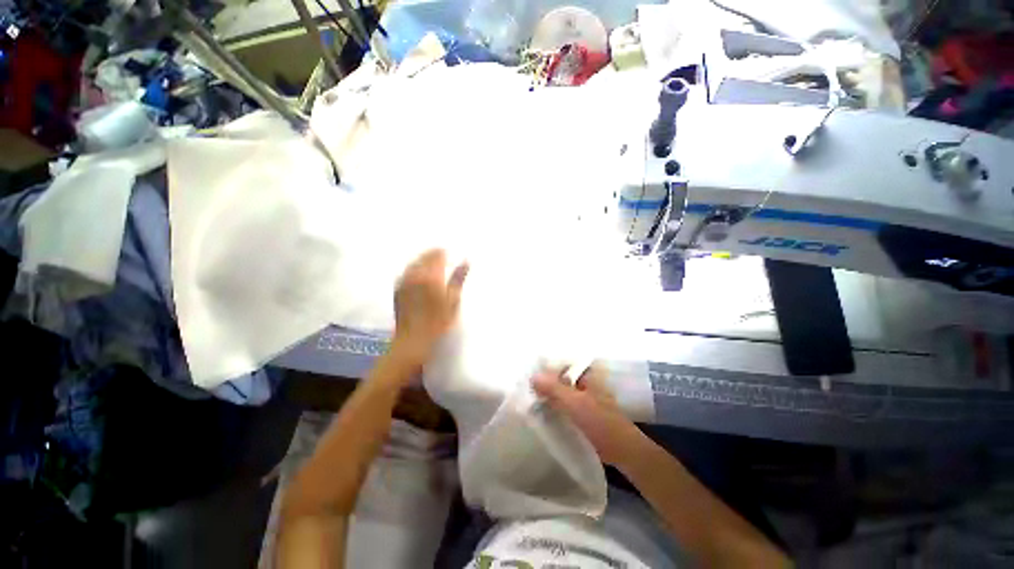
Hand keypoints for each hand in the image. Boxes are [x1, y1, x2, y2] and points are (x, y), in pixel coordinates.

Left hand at [391, 249, 468, 367]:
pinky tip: (421, 276)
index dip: (445, 253)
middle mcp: (415, 274)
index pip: (437, 255)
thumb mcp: (453, 301)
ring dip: (424, 261)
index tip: (452, 256)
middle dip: (434, 255)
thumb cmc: (438, 322)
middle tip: (445, 260)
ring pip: (415, 262)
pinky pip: (407, 271)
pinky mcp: (398, 288)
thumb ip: (458, 279)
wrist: (413, 339)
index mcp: (431, 276)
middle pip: (425, 256)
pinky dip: (415, 269)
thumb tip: (466, 262)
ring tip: (434, 267)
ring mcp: (404, 281)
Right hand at [532, 365, 645, 466]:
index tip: (530, 369)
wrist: (622, 451)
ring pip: (562, 391)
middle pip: (561, 377)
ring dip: (549, 393)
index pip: (564, 362)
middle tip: (526, 383)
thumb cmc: (601, 422)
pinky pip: (564, 404)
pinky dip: (554, 405)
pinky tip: (541, 409)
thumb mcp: (575, 403)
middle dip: (546, 380)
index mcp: (587, 374)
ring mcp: (584, 398)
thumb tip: (532, 376)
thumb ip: (554, 388)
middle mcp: (586, 383)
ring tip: (529, 395)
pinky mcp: (583, 413)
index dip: (547, 365)